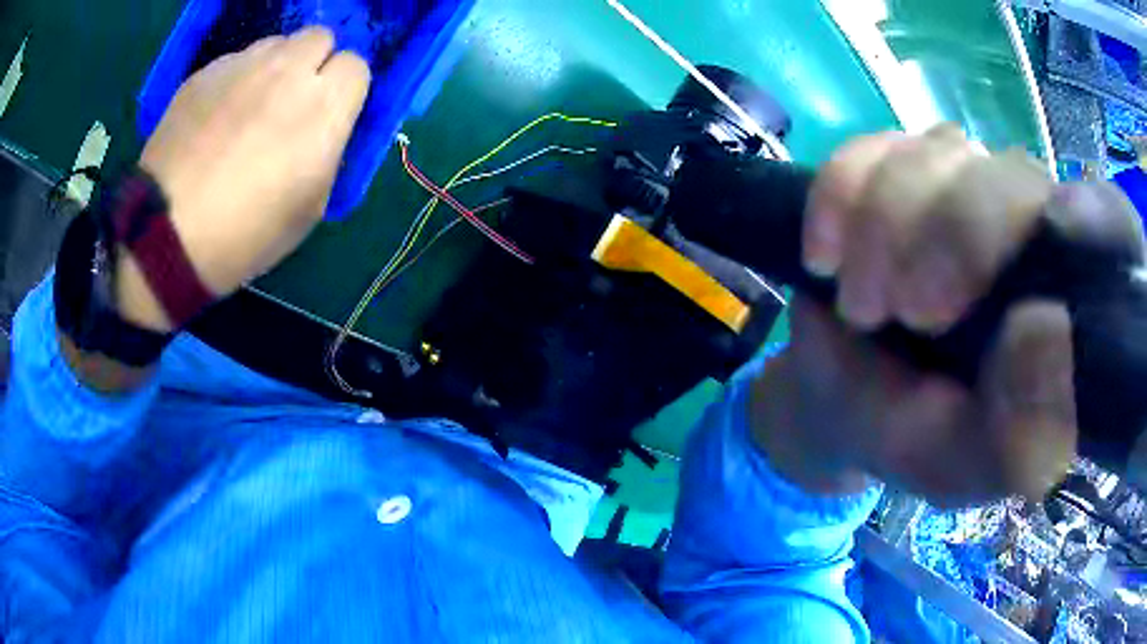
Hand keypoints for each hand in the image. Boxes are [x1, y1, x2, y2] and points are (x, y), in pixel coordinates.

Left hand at [118, 28, 370, 331]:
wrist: (168, 237)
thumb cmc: (246, 235)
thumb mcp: (310, 207)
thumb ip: (328, 151)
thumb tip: (323, 127)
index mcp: (325, 108)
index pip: (356, 66)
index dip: (344, 91)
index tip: (328, 115)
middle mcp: (289, 72)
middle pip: (320, 38)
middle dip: (313, 65)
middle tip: (291, 103)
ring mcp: (242, 66)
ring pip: (276, 45)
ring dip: (275, 69)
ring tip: (249, 109)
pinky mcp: (205, 73)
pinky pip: (234, 62)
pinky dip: (235, 82)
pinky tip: (215, 118)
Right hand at [751, 125, 1142, 507]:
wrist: (842, 402)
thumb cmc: (917, 439)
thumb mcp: (964, 465)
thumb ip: (1015, 436)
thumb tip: (1049, 339)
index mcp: (1068, 305)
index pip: (1109, 231)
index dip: (1093, 219)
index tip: (1052, 237)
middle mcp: (1030, 229)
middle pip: (1012, 179)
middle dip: (952, 234)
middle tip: (898, 310)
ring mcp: (965, 186)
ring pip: (939, 155)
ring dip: (886, 222)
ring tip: (858, 301)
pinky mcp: (902, 169)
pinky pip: (872, 150)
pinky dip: (841, 193)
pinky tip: (824, 251)